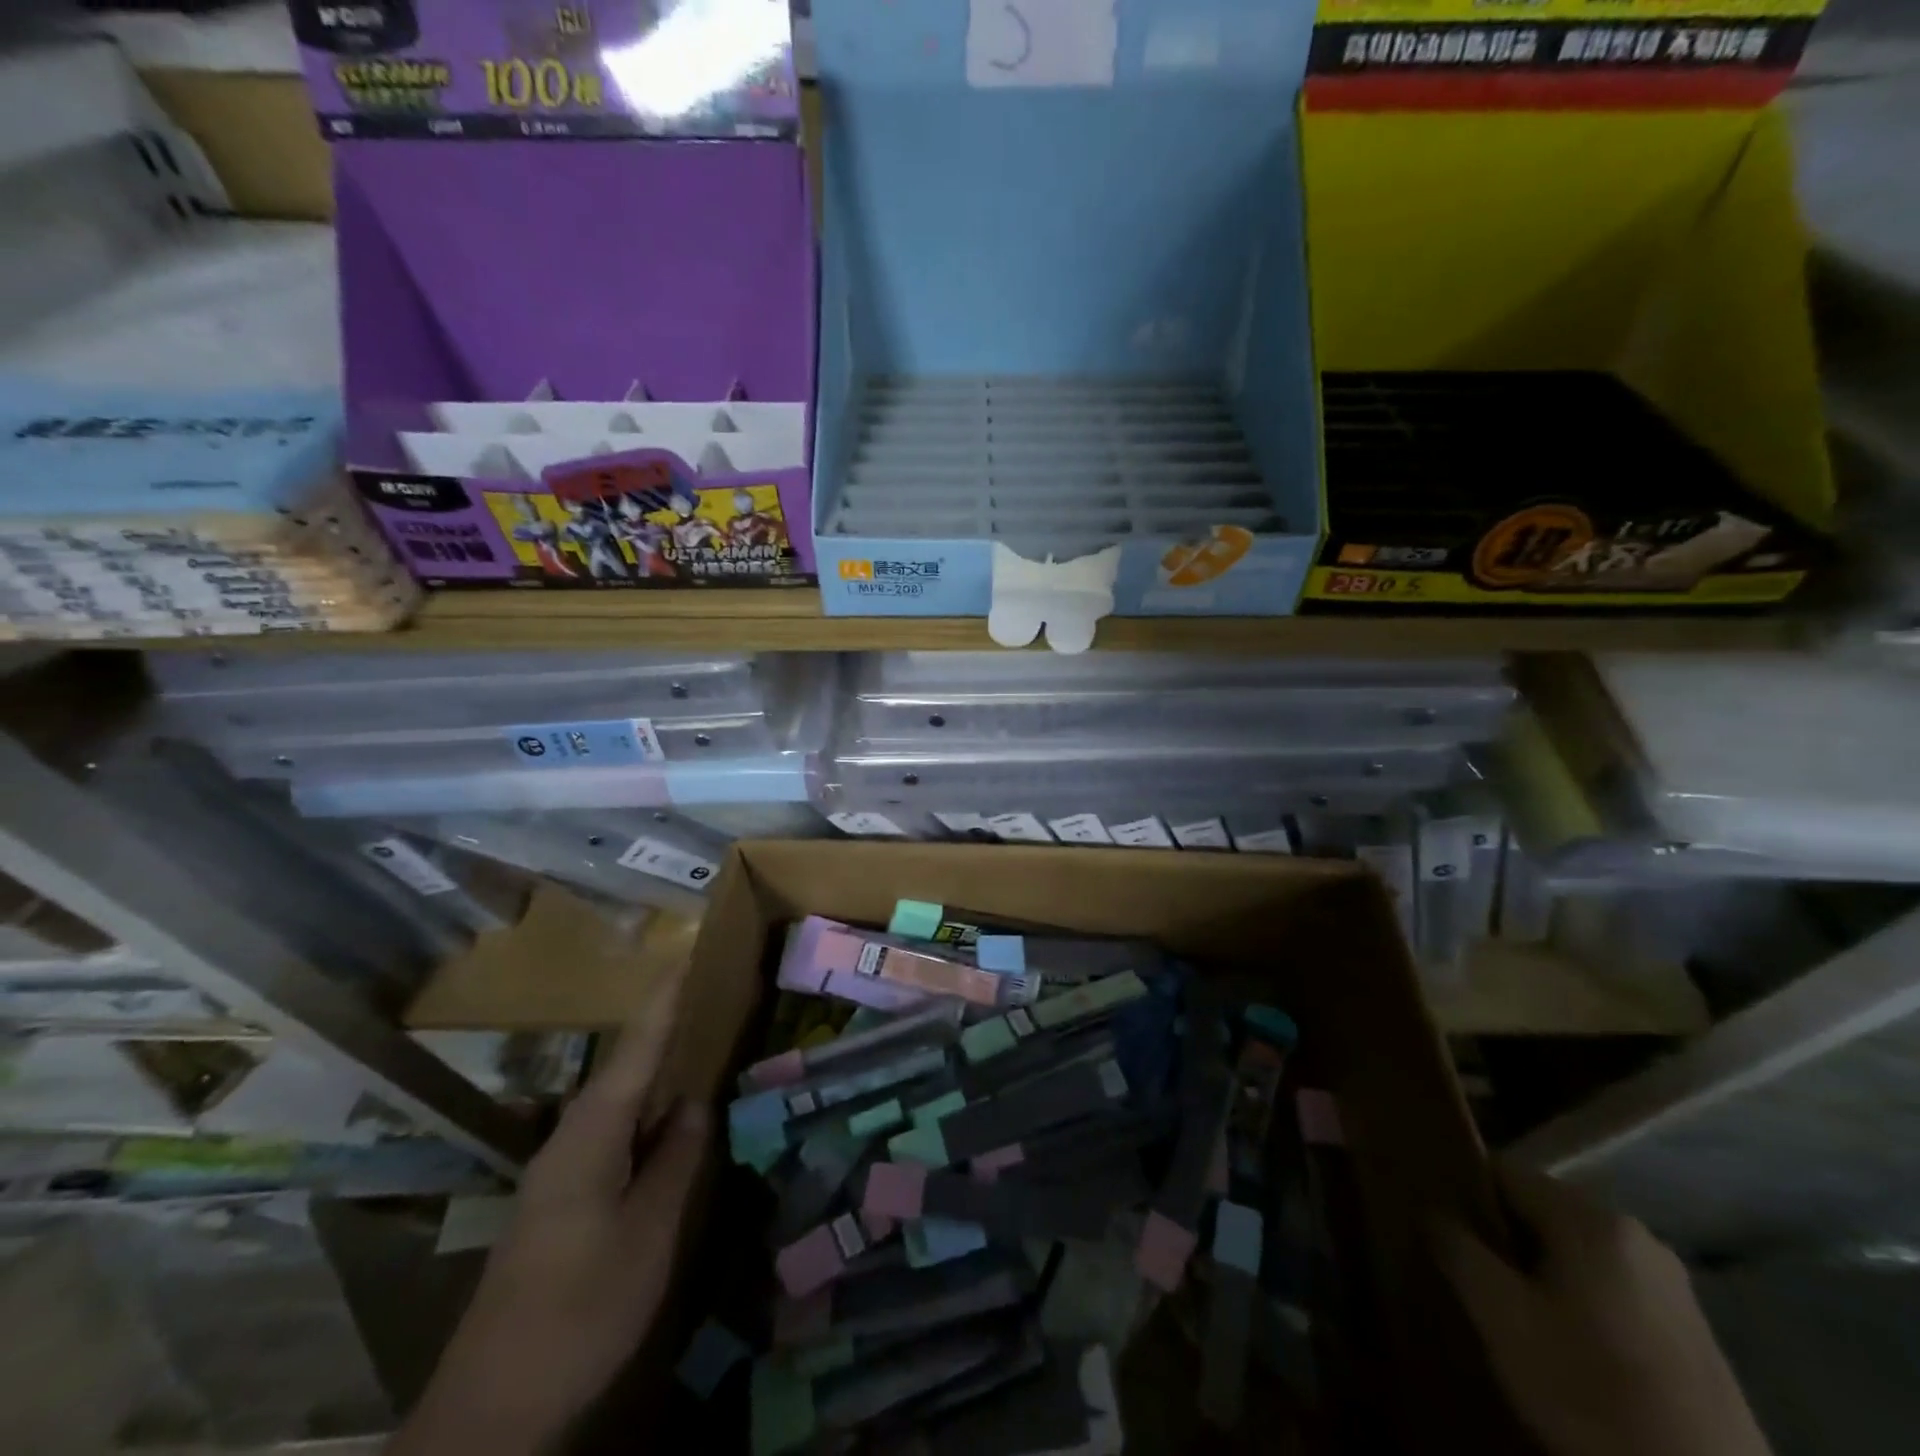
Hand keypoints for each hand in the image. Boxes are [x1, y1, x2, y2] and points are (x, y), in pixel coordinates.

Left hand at [392, 995, 711, 1455]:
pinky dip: (646, 1115)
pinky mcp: (562, 1202)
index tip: (687, 955)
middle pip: (625, 1068)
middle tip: (708, 994)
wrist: (492, 1412)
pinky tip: (669, 1122)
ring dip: (657, 1072)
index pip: (636, 1049)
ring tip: (700, 1043)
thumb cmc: (580, 1310)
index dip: (664, 1002)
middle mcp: (571, 1139)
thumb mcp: (649, 1234)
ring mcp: (562, 1172)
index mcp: (591, 1135)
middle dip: (665, 1028)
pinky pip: (614, 1136)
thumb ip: (677, 1160)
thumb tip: (696, 1102)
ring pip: (619, 1104)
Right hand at [1434, 1158, 1769, 1455]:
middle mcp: (1638, 1235)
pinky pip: (1610, 1289)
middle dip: (1502, 1237)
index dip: (1462, 1192)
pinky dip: (1578, 1303)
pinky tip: (1564, 1345)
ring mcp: (1674, 1288)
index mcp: (1592, 1218)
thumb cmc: (1590, 1393)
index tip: (1438, 1225)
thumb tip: (1432, 1210)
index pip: (1501, 1171)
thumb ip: (1456, 1247)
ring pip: (1575, 1254)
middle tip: (1470, 1275)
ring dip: (1539, 1273)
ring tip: (1511, 1313)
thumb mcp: (1500, 1317)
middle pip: (1540, 1212)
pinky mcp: (1694, 1336)